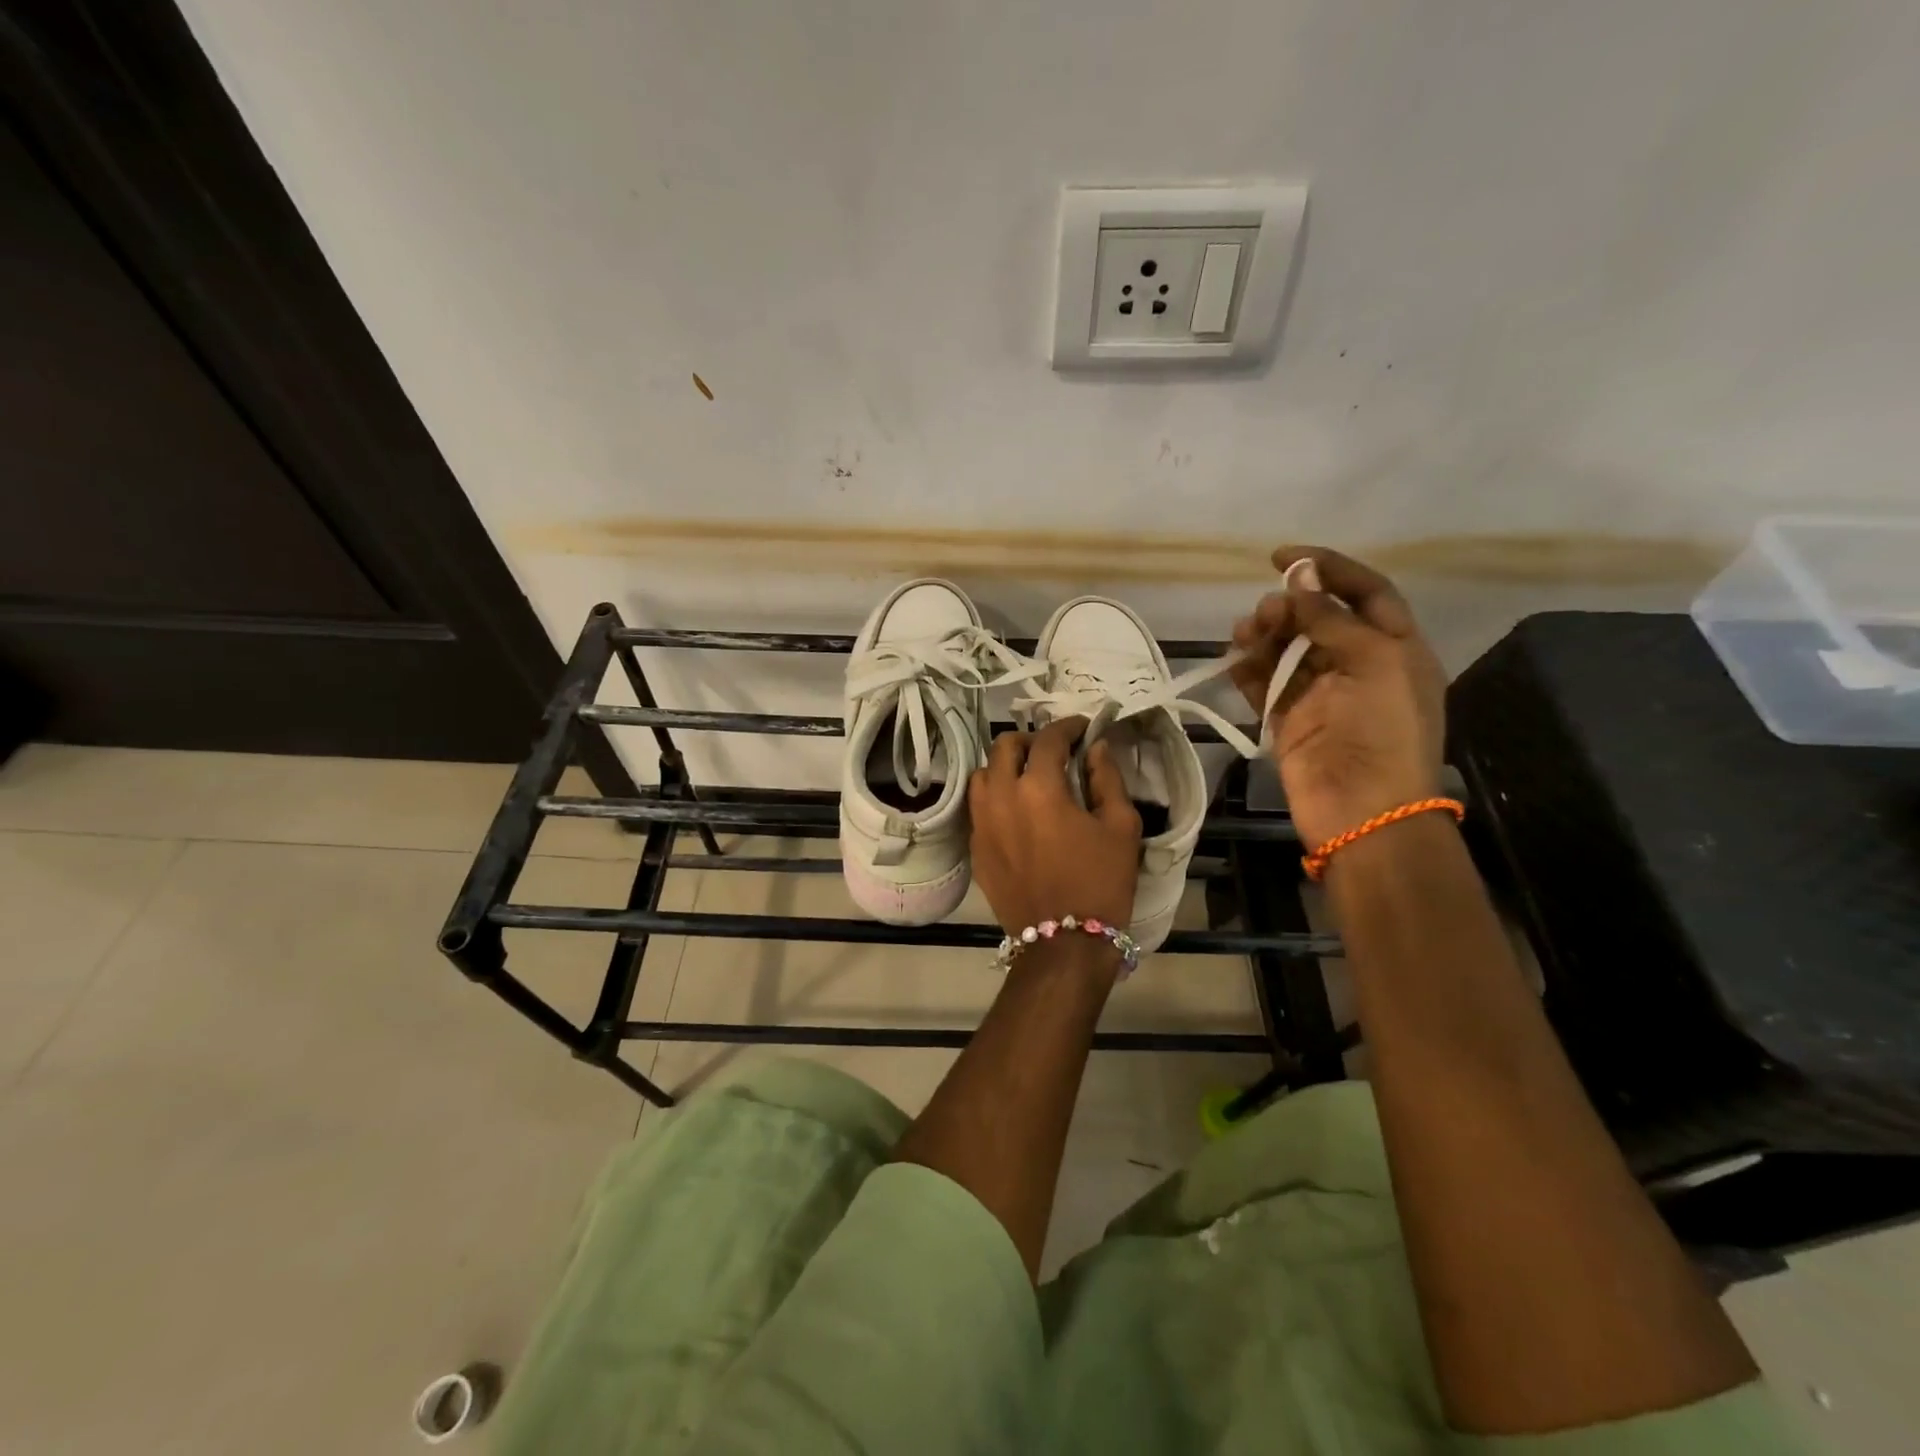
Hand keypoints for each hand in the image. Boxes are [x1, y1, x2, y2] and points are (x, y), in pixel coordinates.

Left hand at [968, 716, 1141, 937]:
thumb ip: (1107, 779)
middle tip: (1054, 752)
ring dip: (1005, 766)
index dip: (1067, 727)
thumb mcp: (1120, 827)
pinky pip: (978, 807)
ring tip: (1029, 777)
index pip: (1048, 739)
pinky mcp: (975, 848)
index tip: (1082, 728)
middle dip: (1030, 741)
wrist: (1064, 945)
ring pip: (983, 775)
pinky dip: (995, 796)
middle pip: (1003, 747)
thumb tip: (1095, 749)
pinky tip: (1016, 810)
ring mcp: (982, 824)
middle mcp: (1000, 797)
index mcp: (1038, 787)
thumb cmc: (1100, 883)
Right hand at [1228, 545, 1446, 849]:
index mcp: (1394, 647)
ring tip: (1245, 635)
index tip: (1282, 557)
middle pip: (1317, 618)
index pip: (1364, 592)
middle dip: (1288, 606)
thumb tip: (1299, 576)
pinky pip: (1264, 684)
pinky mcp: (1288, 719)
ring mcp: (1320, 693)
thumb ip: (1331, 618)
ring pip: (1286, 649)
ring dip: (1264, 635)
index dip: (1328, 568)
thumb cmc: (1384, 730)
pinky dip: (1248, 670)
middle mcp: (1358, 665)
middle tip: (1265, 613)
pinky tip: (1235, 662)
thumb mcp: (1374, 661)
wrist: (1363, 809)